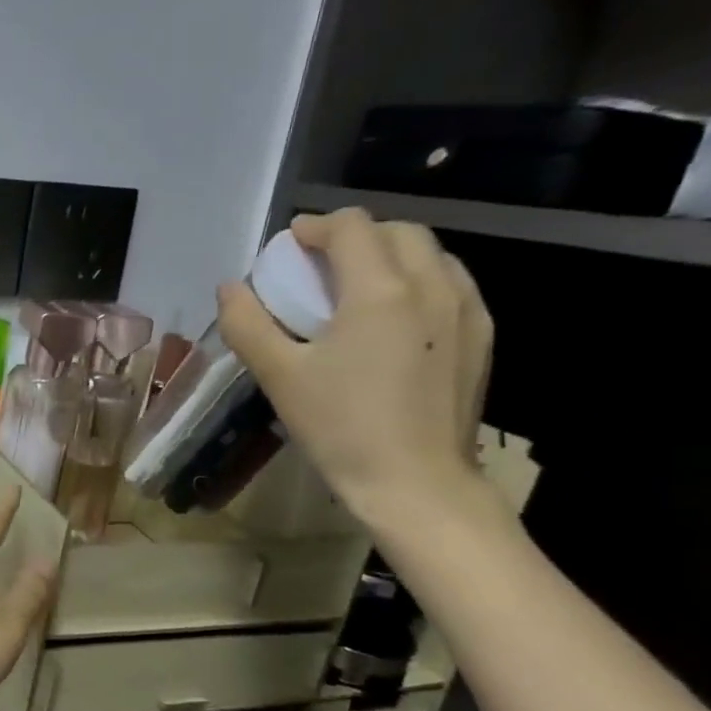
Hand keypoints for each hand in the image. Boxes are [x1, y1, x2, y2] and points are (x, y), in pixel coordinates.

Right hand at [218, 207, 493, 528]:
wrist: (415, 483)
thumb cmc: (340, 427)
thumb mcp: (278, 375)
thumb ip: (247, 323)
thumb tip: (229, 288)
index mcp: (379, 291)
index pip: (351, 227)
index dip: (315, 227)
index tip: (289, 248)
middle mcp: (431, 286)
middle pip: (396, 231)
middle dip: (354, 236)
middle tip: (319, 267)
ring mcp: (466, 310)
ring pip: (430, 253)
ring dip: (389, 255)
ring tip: (356, 288)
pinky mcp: (481, 336)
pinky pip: (450, 283)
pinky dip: (418, 279)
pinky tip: (394, 317)